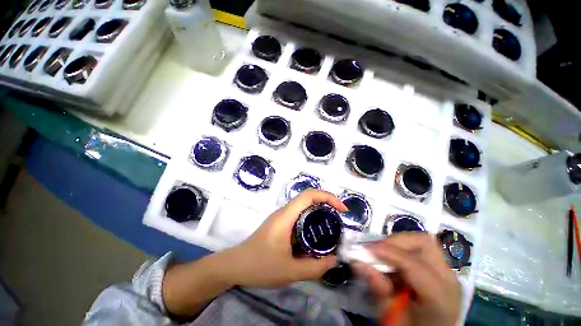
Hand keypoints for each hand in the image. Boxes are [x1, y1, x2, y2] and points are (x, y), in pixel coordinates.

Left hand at [227, 189, 347, 287]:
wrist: (235, 266)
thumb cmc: (260, 265)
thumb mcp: (290, 271)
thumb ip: (315, 268)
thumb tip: (335, 260)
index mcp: (286, 216)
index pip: (309, 195)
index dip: (328, 197)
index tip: (342, 209)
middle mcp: (284, 212)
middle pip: (308, 198)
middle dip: (327, 204)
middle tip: (339, 220)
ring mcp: (281, 217)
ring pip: (304, 208)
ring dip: (319, 213)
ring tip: (331, 229)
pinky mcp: (280, 224)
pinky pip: (299, 217)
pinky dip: (311, 222)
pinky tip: (315, 238)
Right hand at [352, 233, 460, 325]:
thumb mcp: (392, 315)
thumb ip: (377, 288)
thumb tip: (357, 262)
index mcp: (440, 298)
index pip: (415, 265)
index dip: (389, 253)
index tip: (366, 249)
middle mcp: (448, 279)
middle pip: (423, 242)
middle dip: (395, 241)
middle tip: (375, 250)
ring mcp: (446, 271)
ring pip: (421, 242)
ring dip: (396, 244)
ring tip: (381, 254)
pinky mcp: (439, 268)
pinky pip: (418, 249)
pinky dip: (400, 249)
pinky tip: (391, 261)